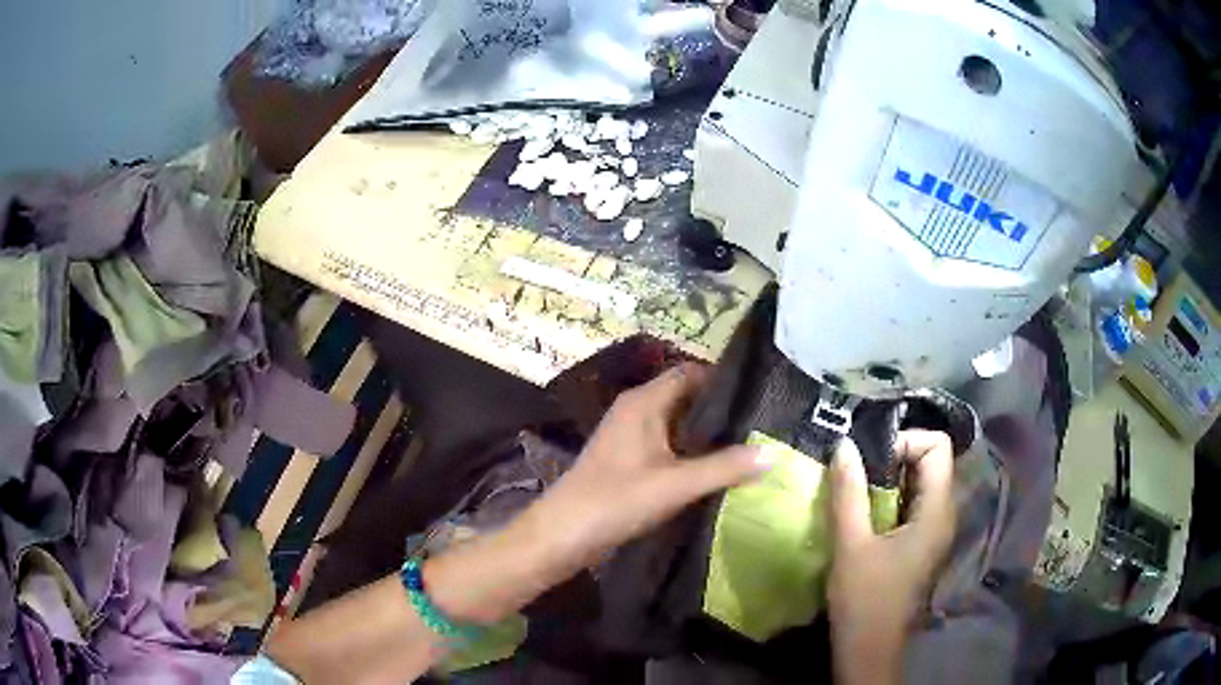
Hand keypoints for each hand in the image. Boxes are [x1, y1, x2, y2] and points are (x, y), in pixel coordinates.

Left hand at [526, 362, 769, 571]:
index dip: (723, 380)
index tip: (759, 395)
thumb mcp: (675, 485)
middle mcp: (636, 411)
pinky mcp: (628, 461)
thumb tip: (772, 452)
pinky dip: (691, 452)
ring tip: (748, 444)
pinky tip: (715, 469)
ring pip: (677, 424)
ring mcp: (630, 436)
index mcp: (643, 402)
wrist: (562, 536)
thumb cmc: (614, 501)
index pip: (690, 372)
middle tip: (762, 423)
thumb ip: (724, 467)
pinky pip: (667, 446)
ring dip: (707, 434)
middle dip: (720, 409)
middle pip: (686, 397)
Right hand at [827, 430, 955, 684]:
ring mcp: (935, 530)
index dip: (905, 442)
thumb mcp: (851, 545)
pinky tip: (864, 515)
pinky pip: (914, 504)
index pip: (937, 446)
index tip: (870, 461)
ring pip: (921, 483)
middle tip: (857, 472)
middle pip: (932, 461)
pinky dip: (890, 498)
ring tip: (856, 491)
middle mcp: (944, 514)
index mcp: (936, 511)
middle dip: (894, 457)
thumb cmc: (864, 600)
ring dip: (890, 479)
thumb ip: (849, 493)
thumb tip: (844, 444)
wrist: (870, 650)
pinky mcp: (922, 544)